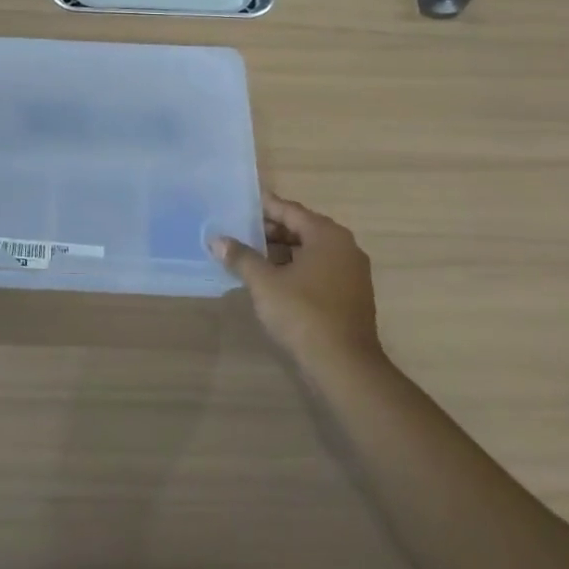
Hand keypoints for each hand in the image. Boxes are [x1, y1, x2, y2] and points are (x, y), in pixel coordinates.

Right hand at [213, 194, 381, 368]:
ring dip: (281, 252)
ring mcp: (351, 273)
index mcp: (327, 236)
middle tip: (239, 230)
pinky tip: (270, 279)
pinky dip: (295, 268)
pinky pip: (318, 270)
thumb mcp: (264, 283)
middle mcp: (344, 248)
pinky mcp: (350, 295)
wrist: (344, 366)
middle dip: (270, 231)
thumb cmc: (303, 314)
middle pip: (302, 229)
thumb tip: (217, 240)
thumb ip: (241, 257)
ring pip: (310, 251)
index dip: (264, 206)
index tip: (241, 203)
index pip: (290, 211)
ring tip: (249, 255)